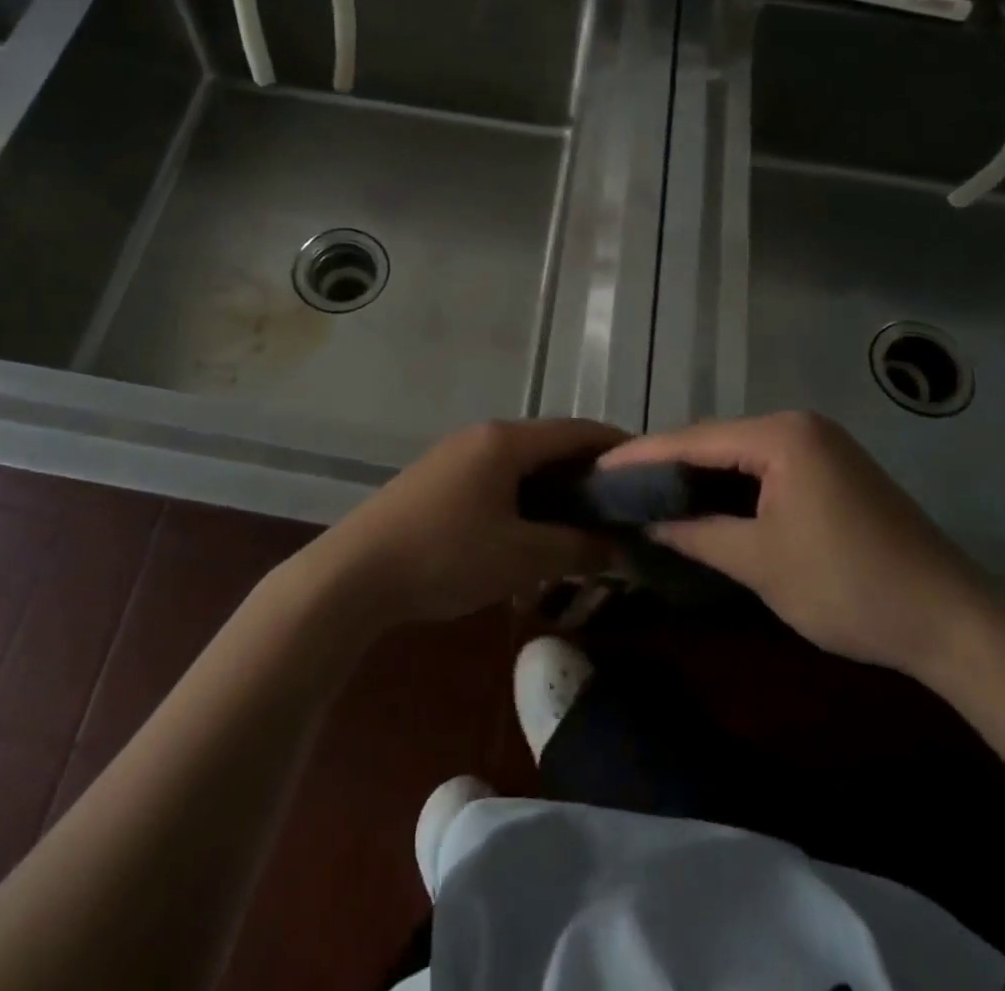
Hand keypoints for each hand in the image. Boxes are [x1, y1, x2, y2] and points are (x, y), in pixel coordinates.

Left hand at [305, 418, 625, 627]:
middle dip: (587, 473)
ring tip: (582, 525)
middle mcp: (481, 436)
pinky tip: (530, 533)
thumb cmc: (446, 556)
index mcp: (506, 441)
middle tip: (621, 508)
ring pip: (521, 465)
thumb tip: (620, 545)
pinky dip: (523, 498)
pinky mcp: (437, 480)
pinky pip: (495, 479)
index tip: (650, 471)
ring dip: (553, 489)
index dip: (617, 447)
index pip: (577, 430)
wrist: (355, 573)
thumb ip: (577, 548)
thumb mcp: (521, 557)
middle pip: (549, 445)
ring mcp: (454, 456)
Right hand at [602, 412, 991, 679]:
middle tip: (620, 485)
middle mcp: (799, 426)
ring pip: (738, 453)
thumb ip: (696, 534)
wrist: (955, 623)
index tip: (598, 468)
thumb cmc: (850, 588)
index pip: (693, 440)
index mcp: (782, 437)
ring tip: (649, 492)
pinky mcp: (833, 468)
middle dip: (666, 462)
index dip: (641, 455)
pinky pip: (765, 466)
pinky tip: (704, 499)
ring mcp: (821, 444)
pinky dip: (731, 483)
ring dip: (697, 473)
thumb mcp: (760, 563)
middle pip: (714, 440)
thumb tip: (648, 523)